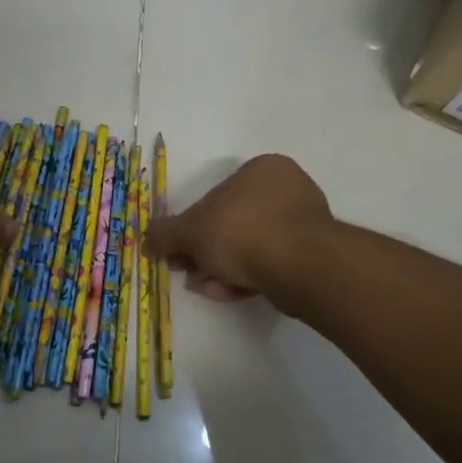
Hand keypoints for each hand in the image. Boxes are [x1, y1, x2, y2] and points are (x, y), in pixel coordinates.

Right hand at [144, 154, 332, 302]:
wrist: (301, 264)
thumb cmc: (241, 232)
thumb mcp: (190, 232)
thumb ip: (165, 234)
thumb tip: (147, 241)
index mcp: (261, 170)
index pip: (216, 199)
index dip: (192, 230)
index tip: (180, 255)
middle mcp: (287, 189)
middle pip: (232, 225)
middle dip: (208, 255)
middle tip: (192, 274)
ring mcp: (304, 222)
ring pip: (250, 248)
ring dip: (224, 270)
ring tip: (212, 289)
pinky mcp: (314, 254)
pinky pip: (273, 264)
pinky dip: (251, 278)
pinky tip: (236, 293)